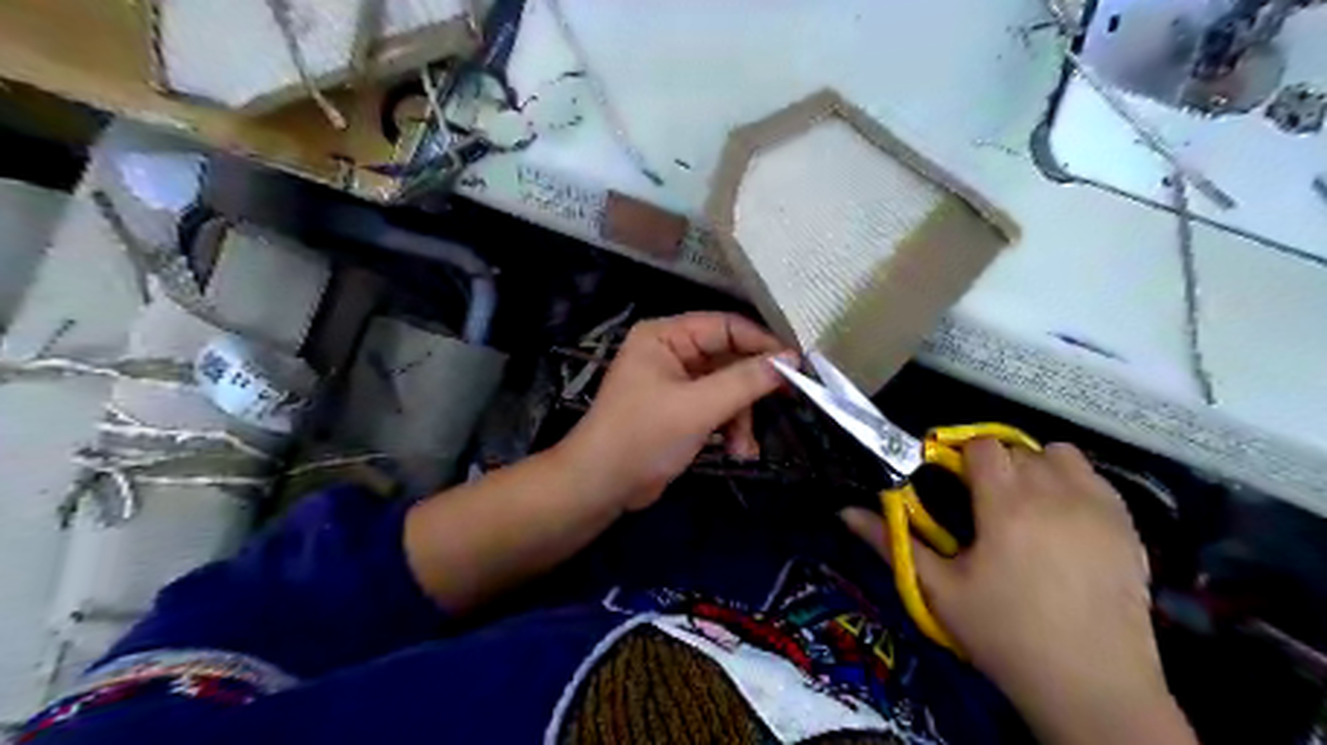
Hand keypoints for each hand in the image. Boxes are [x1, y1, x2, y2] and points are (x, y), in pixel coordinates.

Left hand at [557, 311, 791, 512]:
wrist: (601, 486)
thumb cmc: (643, 436)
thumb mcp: (698, 407)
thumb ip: (745, 381)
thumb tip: (790, 359)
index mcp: (665, 336)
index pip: (725, 326)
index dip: (762, 343)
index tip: (797, 364)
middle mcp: (671, 351)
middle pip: (729, 358)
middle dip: (751, 390)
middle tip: (788, 401)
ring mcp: (675, 382)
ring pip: (727, 387)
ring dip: (741, 417)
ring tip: (745, 447)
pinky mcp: (679, 409)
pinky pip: (717, 408)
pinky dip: (730, 428)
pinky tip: (738, 452)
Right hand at [845, 441, 1198, 743]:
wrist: (1093, 688)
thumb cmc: (1005, 636)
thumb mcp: (939, 591)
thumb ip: (892, 542)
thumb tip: (845, 512)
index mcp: (1006, 504)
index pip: (981, 446)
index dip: (960, 456)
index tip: (949, 481)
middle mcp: (1055, 493)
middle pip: (1017, 449)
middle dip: (994, 464)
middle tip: (982, 502)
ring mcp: (1099, 508)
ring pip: (1061, 456)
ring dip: (1037, 467)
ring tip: (1026, 504)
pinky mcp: (1130, 527)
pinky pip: (1097, 480)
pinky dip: (1074, 485)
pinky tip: (1063, 522)